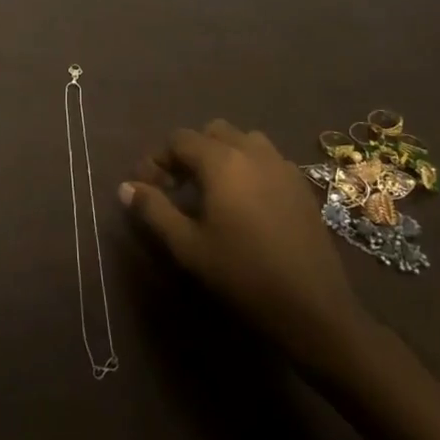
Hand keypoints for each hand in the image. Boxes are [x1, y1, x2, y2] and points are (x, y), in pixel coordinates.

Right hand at [122, 120, 370, 364]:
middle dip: (190, 152)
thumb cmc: (242, 274)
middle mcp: (253, 152)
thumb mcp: (187, 246)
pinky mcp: (302, 186)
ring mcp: (283, 166)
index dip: (157, 159)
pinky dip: (249, 167)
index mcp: (222, 161)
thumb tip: (126, 187)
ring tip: (212, 190)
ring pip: (244, 140)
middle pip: (213, 132)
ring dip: (222, 155)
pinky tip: (245, 202)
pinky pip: (268, 159)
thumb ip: (154, 210)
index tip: (147, 188)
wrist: (313, 308)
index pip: (179, 139)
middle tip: (177, 186)